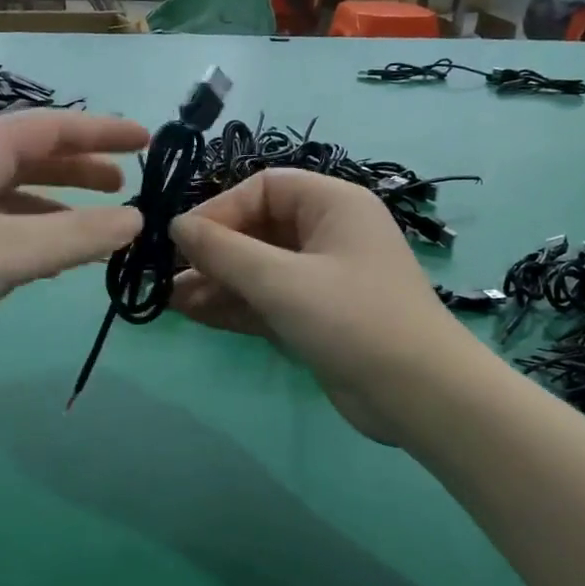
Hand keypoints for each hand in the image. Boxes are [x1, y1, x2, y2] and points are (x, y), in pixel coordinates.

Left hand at [0, 110, 146, 380]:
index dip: (99, 130)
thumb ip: (76, 237)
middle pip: (32, 157)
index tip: (145, 141)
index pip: (49, 127)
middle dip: (81, 167)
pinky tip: (51, 257)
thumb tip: (136, 221)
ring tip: (99, 221)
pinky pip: (1, 228)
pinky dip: (35, 234)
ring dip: (60, 203)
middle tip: (124, 183)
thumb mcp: (9, 250)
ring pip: (17, 196)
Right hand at [169, 170, 463, 442]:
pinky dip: (232, 305)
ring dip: (215, 282)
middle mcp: (327, 234)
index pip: (264, 189)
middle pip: (257, 229)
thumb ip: (224, 251)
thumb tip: (176, 225)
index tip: (181, 239)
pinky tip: (191, 312)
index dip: (220, 209)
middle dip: (212, 251)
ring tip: (168, 298)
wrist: (419, 396)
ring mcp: (320, 279)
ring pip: (257, 269)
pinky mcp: (314, 317)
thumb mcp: (282, 281)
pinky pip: (265, 300)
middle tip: (165, 272)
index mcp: (333, 205)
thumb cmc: (353, 320)